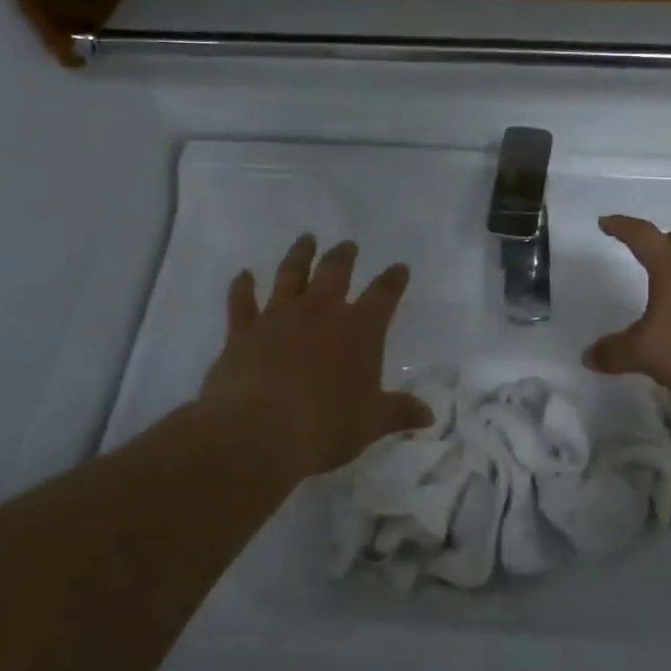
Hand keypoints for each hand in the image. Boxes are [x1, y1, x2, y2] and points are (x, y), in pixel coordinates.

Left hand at [198, 234, 428, 483]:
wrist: (258, 431)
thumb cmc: (325, 426)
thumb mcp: (371, 422)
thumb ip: (399, 412)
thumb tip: (428, 415)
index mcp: (359, 329)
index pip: (384, 294)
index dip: (393, 280)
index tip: (399, 268)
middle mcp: (321, 311)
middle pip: (335, 271)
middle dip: (344, 256)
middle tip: (348, 245)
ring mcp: (279, 316)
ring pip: (291, 274)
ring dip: (299, 255)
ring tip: (306, 239)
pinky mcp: (243, 330)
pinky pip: (242, 301)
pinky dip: (242, 286)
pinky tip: (243, 275)